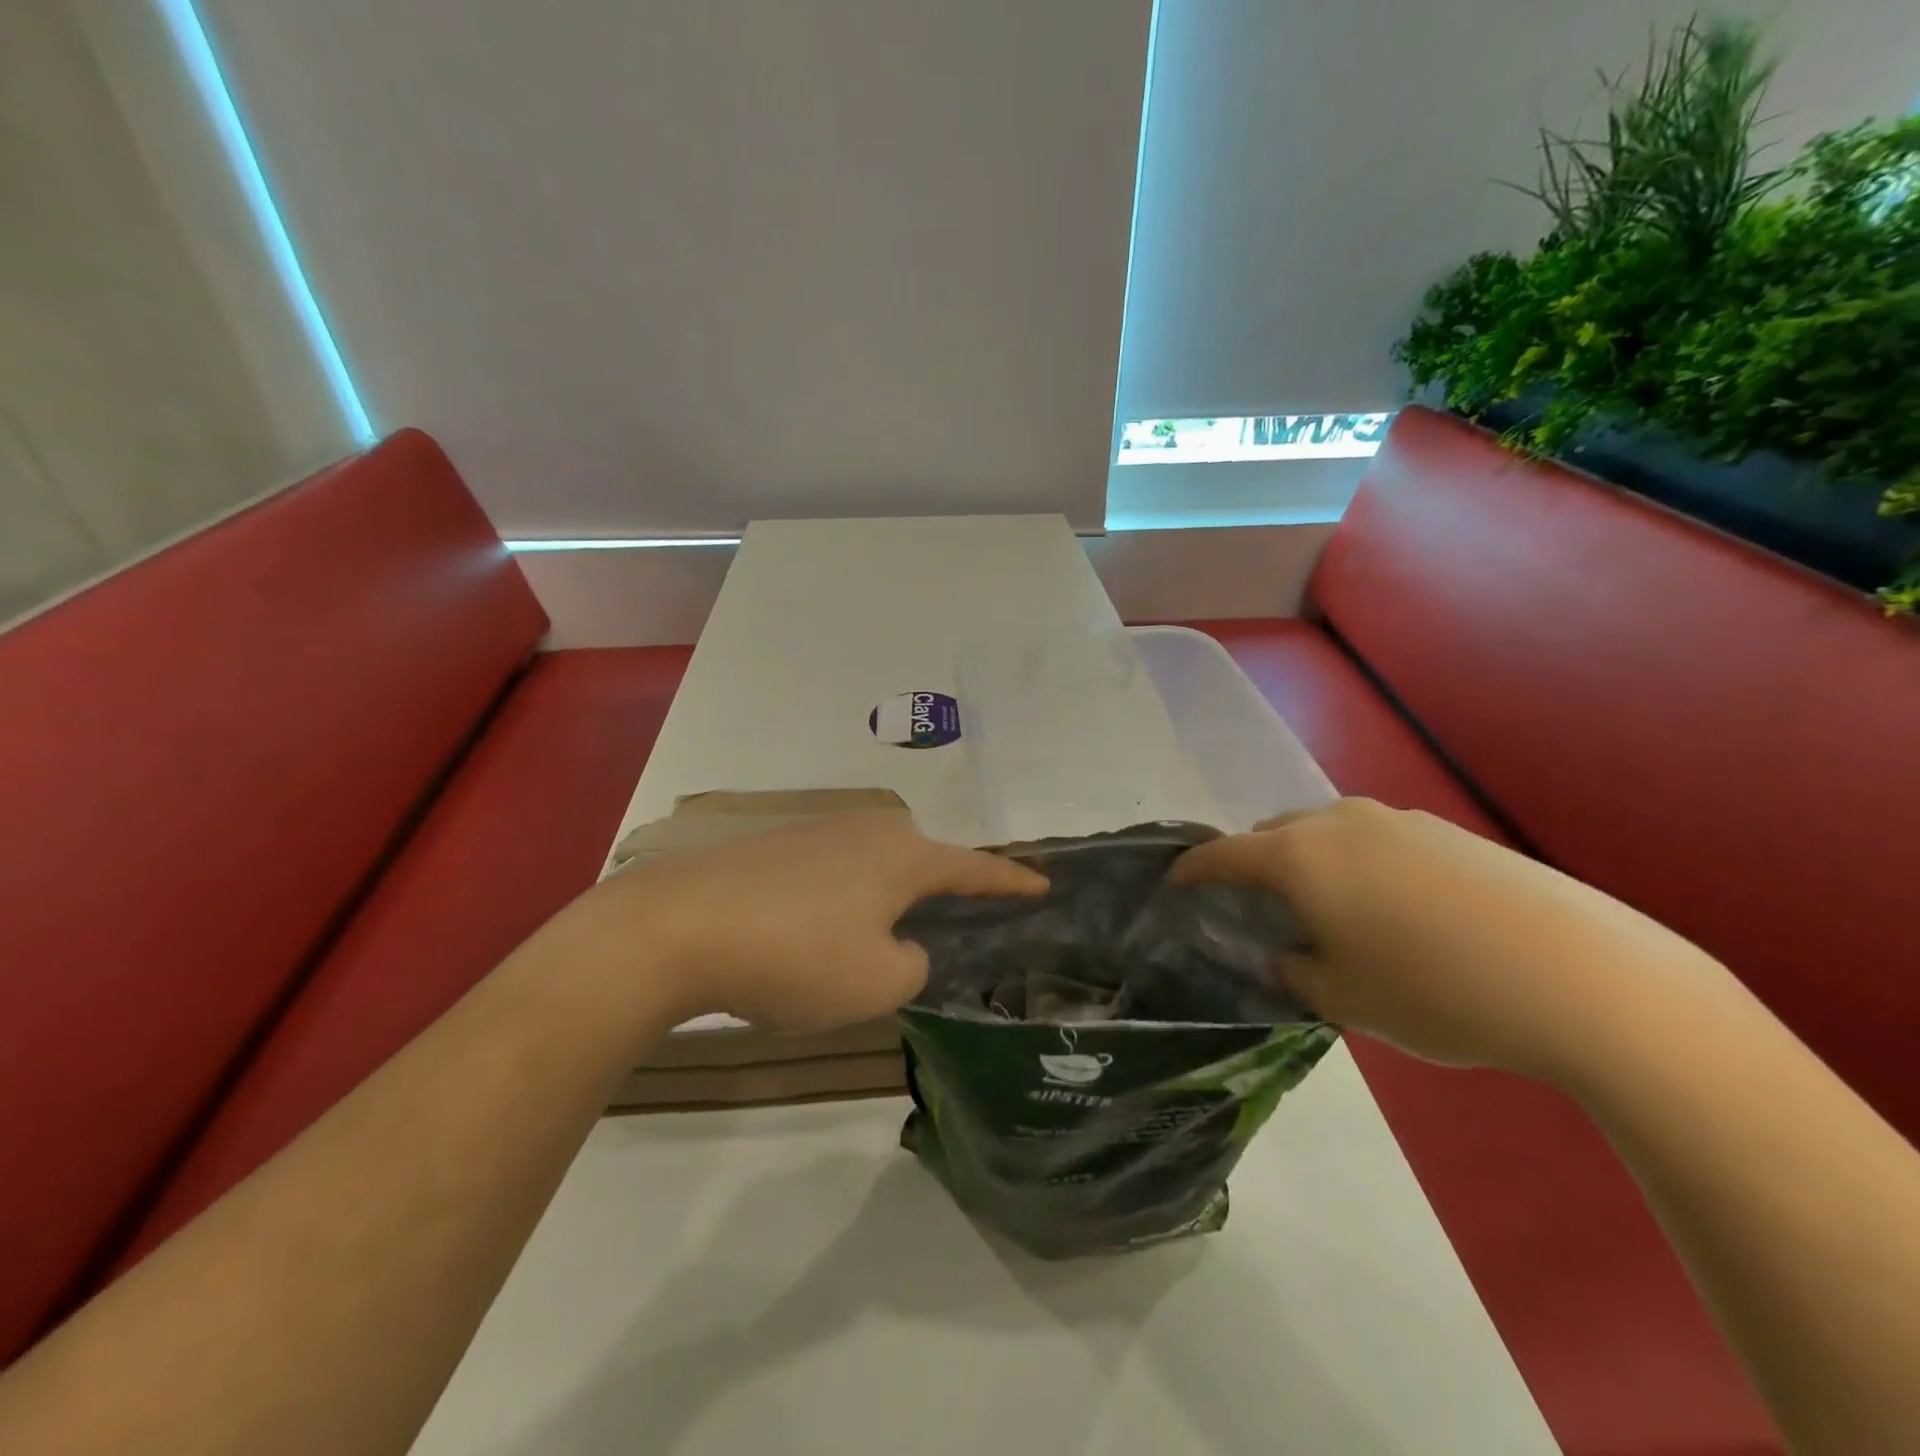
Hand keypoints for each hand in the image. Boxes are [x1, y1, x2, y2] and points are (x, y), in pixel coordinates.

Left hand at [582, 812, 1046, 1032]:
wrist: (677, 925)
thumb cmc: (796, 954)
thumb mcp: (877, 983)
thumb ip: (910, 964)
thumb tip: (897, 946)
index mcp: (904, 856)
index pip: (975, 869)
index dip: (1011, 882)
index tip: (1043, 883)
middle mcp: (867, 830)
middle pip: (920, 862)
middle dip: (936, 894)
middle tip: (942, 929)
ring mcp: (816, 832)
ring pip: (871, 869)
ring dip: (880, 902)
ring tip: (868, 944)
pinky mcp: (773, 846)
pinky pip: (829, 875)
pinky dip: (837, 904)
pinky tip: (811, 936)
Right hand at [1171, 798, 1739, 1086]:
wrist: (1585, 979)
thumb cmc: (1436, 991)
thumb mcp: (1345, 999)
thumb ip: (1295, 973)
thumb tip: (1287, 956)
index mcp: (1299, 855)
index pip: (1223, 854)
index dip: (1192, 870)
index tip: (1174, 885)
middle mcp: (1338, 822)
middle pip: (1272, 833)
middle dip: (1252, 864)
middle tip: (1257, 909)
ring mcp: (1396, 820)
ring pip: (1324, 832)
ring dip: (1306, 861)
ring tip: (1325, 908)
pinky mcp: (1445, 831)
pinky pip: (1373, 839)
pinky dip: (1356, 863)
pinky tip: (1391, 909)